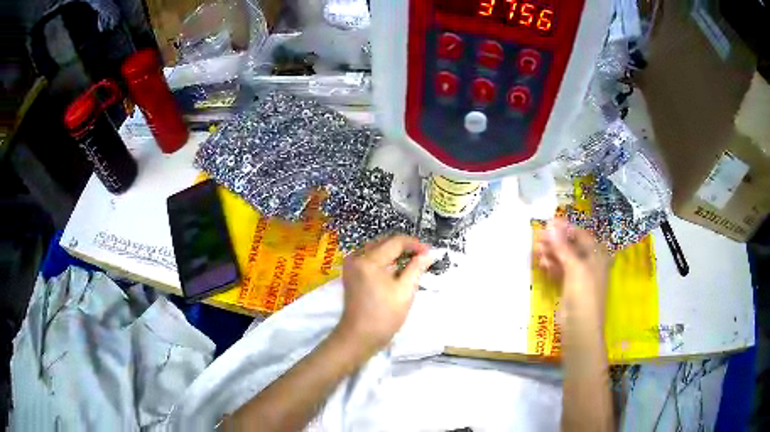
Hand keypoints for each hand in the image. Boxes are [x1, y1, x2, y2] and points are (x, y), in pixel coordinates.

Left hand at [337, 235, 432, 355]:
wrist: (359, 336)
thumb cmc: (384, 316)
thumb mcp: (405, 291)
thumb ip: (416, 268)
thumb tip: (428, 253)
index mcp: (368, 260)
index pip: (395, 242)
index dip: (414, 244)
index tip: (430, 251)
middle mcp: (356, 257)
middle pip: (384, 243)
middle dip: (405, 248)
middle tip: (423, 256)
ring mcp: (351, 265)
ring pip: (377, 250)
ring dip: (395, 253)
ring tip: (413, 262)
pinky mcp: (351, 273)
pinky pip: (370, 259)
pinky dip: (385, 261)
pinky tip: (397, 270)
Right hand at [533, 218, 609, 321]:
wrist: (581, 329)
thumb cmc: (583, 295)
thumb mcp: (575, 268)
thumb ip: (563, 247)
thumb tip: (551, 224)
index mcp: (597, 255)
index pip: (581, 235)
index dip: (565, 228)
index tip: (548, 222)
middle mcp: (590, 263)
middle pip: (572, 246)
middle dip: (556, 241)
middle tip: (538, 236)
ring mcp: (580, 277)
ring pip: (565, 259)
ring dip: (552, 253)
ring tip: (536, 249)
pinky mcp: (570, 288)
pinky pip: (561, 272)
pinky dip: (552, 266)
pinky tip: (542, 263)